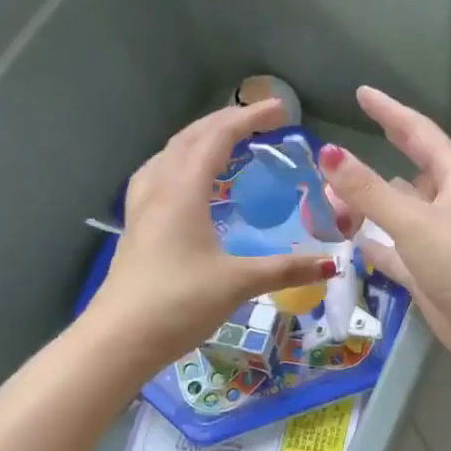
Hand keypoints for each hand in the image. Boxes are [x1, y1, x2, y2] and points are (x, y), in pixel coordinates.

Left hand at [88, 100, 336, 367]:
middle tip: (260, 121)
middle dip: (225, 121)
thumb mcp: (238, 283)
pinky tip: (190, 182)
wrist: (118, 340)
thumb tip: (331, 264)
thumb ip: (286, 269)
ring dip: (199, 139)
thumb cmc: (178, 303)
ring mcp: (143, 208)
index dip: (249, 118)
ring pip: (169, 154)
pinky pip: (160, 175)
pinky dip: (182, 163)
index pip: (216, 138)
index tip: (281, 110)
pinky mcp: (137, 227)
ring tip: (226, 142)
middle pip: (189, 138)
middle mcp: (159, 189)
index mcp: (183, 191)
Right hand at [317, 86, 450, 376]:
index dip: (390, 112)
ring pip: (397, 211)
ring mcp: (438, 238)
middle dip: (374, 162)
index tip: (362, 94)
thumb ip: (368, 189)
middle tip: (336, 154)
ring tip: (330, 198)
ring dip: (368, 205)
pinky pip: (394, 248)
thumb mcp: (412, 221)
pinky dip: (375, 242)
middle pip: (406, 172)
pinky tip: (352, 240)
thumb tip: (328, 153)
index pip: (418, 133)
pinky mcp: (429, 270)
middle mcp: (448, 203)